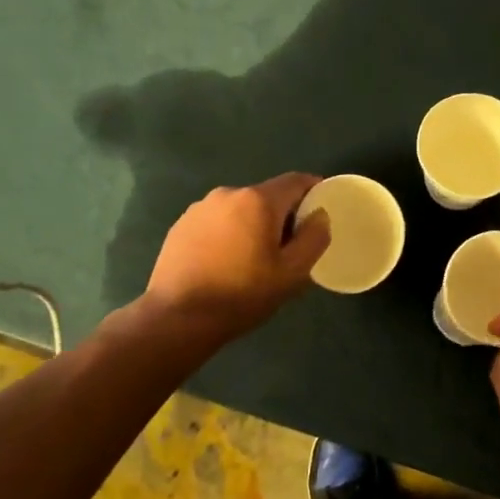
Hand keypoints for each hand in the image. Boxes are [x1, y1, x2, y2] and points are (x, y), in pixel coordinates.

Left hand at [134, 174, 329, 345]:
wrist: (177, 317)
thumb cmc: (242, 294)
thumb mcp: (292, 273)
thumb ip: (314, 238)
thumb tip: (319, 216)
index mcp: (258, 200)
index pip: (296, 181)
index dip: (315, 190)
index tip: (322, 210)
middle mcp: (228, 193)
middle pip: (267, 196)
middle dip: (283, 215)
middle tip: (289, 247)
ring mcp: (200, 208)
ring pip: (240, 209)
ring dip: (253, 225)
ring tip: (254, 259)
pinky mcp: (181, 225)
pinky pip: (217, 222)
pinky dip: (229, 234)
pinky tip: (226, 263)